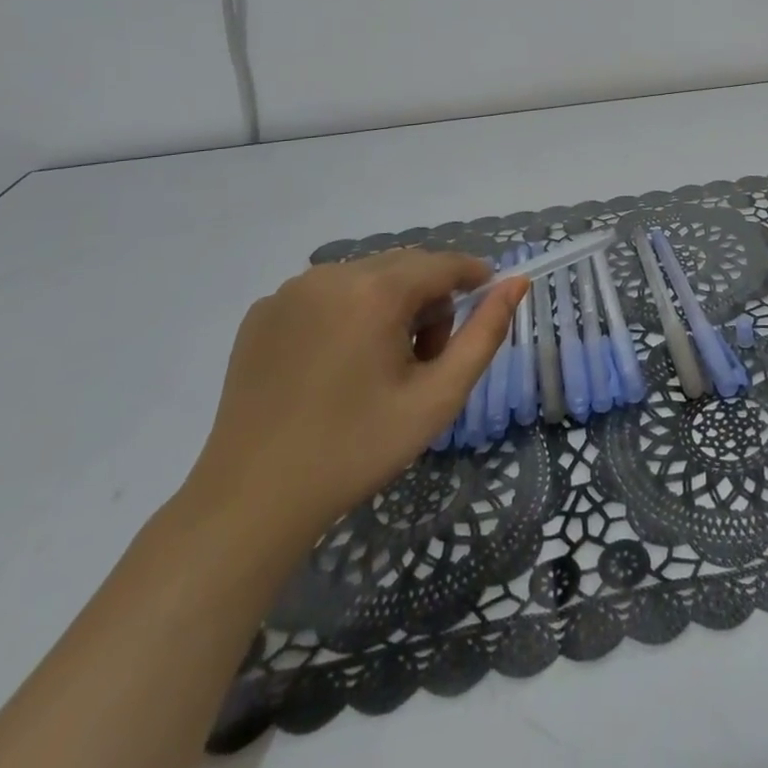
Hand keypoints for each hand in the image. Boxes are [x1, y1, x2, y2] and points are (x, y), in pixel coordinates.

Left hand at [181, 251, 527, 544]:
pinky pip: (326, 294)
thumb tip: (516, 283)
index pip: (443, 263)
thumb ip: (485, 334)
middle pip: (405, 268)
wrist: (250, 503)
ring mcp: (290, 291)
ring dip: (389, 306)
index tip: (488, 303)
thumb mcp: (437, 397)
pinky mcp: (263, 312)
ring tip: (380, 366)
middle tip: (425, 360)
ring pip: (367, 277)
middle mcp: (331, 275)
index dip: (473, 277)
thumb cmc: (355, 450)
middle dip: (429, 301)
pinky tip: (335, 367)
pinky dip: (347, 314)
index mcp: (375, 290)